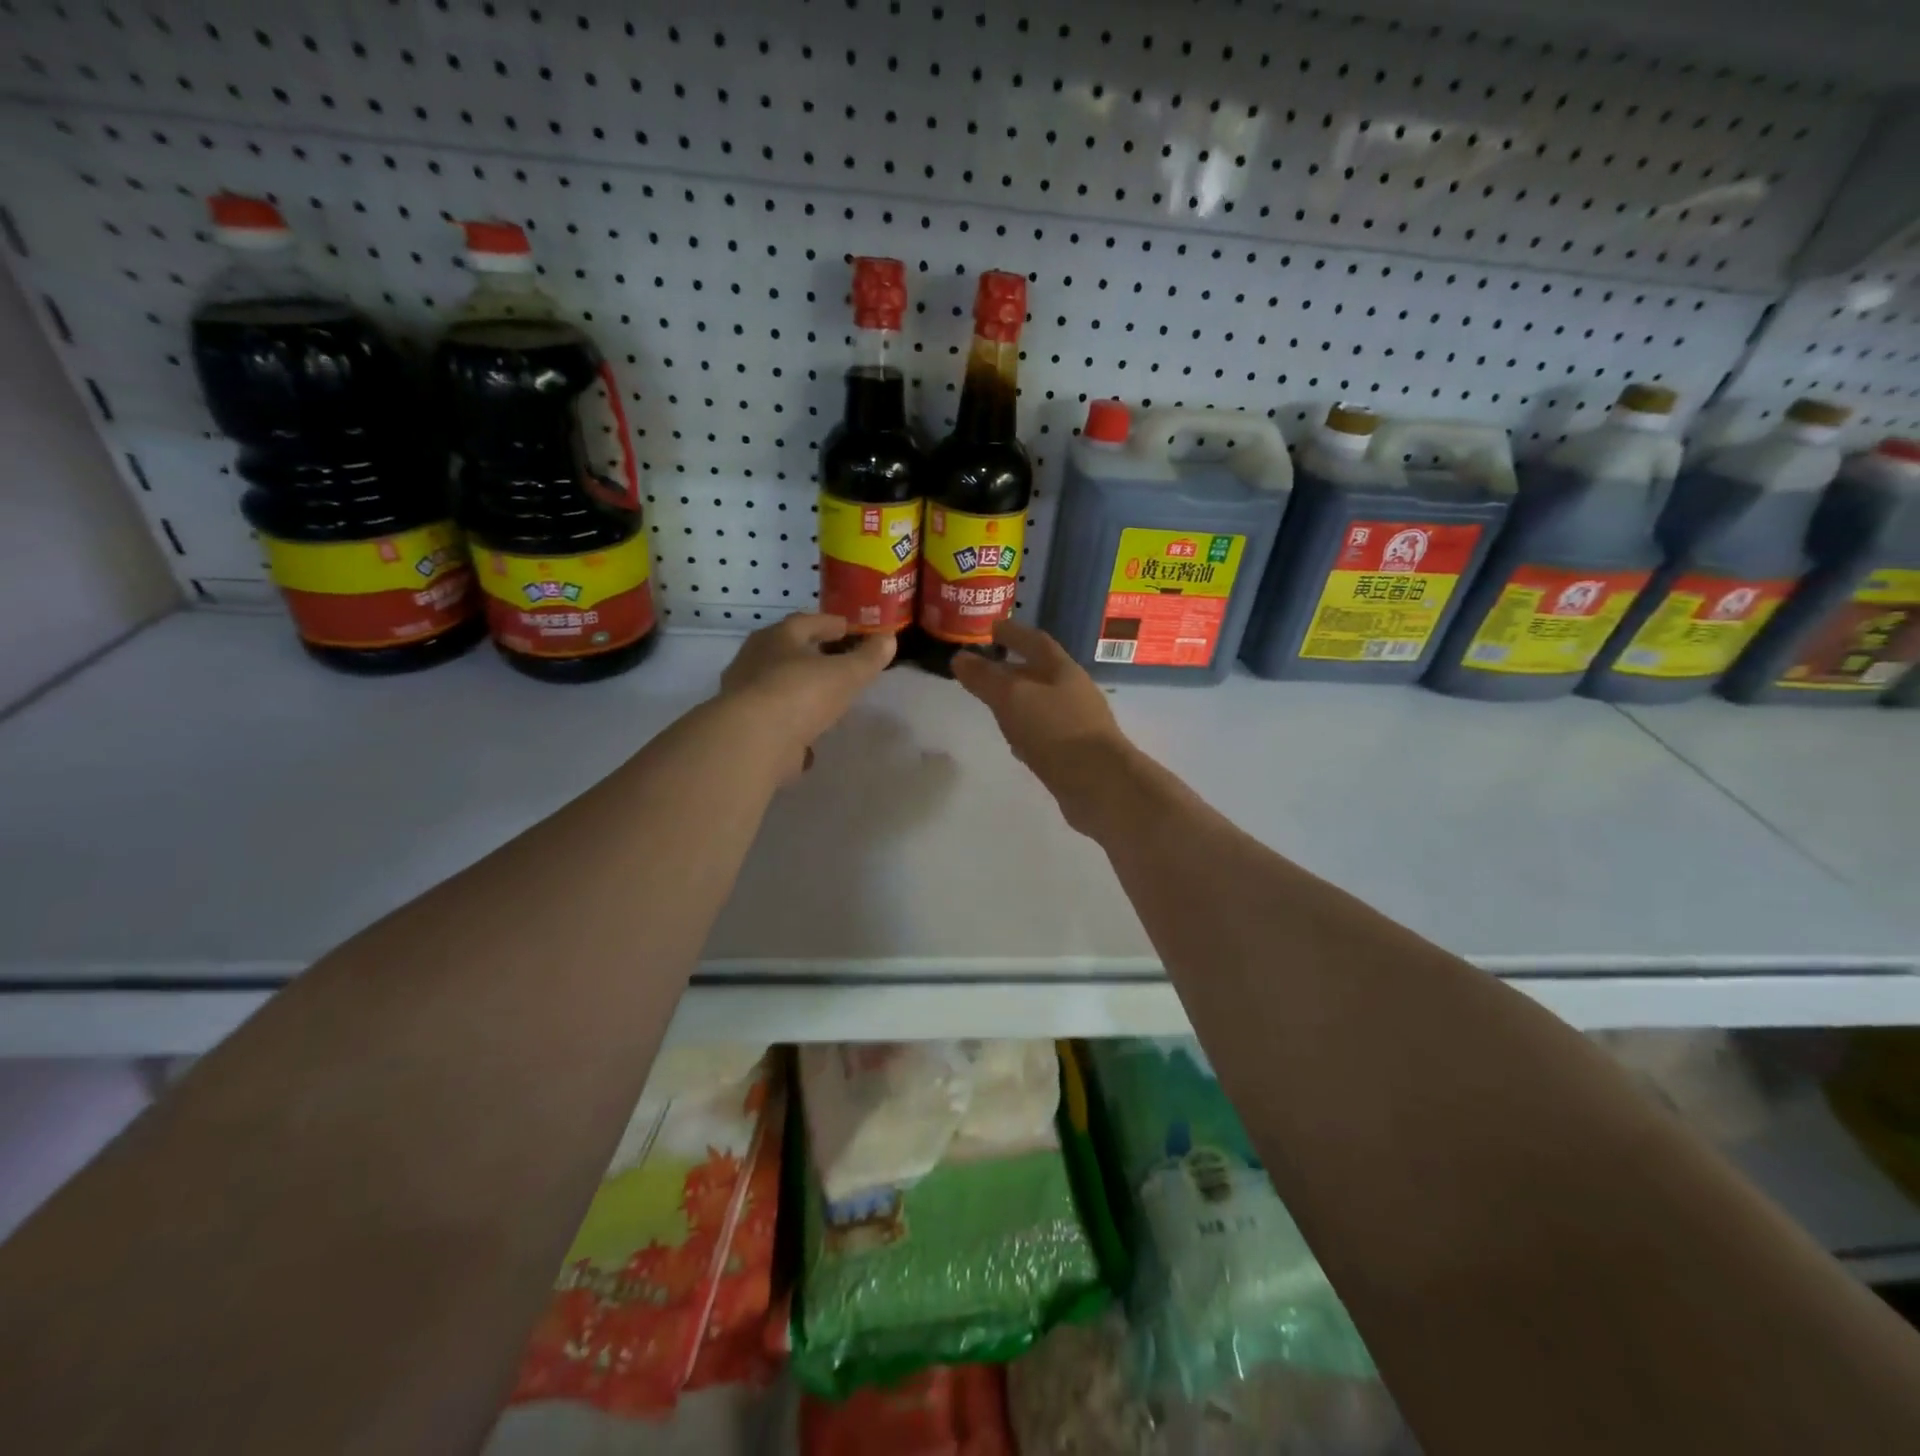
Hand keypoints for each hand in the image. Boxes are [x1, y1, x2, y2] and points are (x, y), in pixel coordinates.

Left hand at [718, 614, 894, 782]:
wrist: (753, 741)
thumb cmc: (800, 693)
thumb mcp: (845, 674)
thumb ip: (868, 658)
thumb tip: (888, 639)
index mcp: (776, 639)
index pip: (804, 622)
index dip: (828, 624)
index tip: (847, 628)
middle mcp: (753, 661)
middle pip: (785, 652)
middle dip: (809, 655)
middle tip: (833, 660)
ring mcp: (745, 696)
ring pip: (776, 686)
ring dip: (798, 689)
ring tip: (823, 698)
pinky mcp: (744, 728)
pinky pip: (774, 719)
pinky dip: (791, 724)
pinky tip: (809, 737)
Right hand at [951, 620, 1133, 825]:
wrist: (1100, 784)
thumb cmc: (1055, 731)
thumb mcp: (1012, 698)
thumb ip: (985, 677)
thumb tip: (960, 658)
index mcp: (1062, 670)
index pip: (1035, 641)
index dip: (1013, 632)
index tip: (991, 628)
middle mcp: (1074, 692)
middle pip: (1040, 672)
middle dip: (1013, 668)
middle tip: (985, 669)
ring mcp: (1078, 723)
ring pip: (1042, 703)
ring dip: (1019, 700)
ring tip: (994, 704)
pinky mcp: (1076, 752)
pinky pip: (1046, 732)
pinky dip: (1027, 729)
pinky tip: (1015, 741)